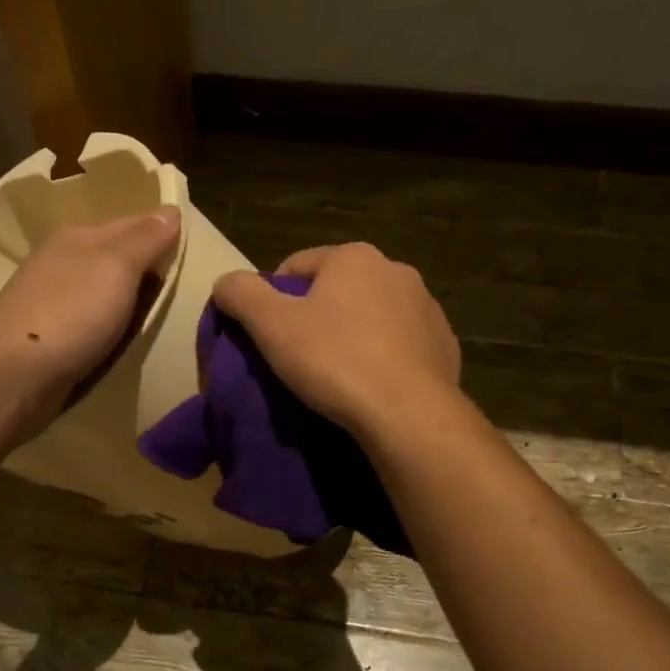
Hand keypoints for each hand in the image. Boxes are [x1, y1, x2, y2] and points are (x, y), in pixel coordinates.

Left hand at [0, 206, 180, 433]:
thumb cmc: (70, 313)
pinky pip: (93, 325)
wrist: (13, 375)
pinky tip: (126, 341)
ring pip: (104, 294)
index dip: (163, 233)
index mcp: (77, 237)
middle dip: (147, 271)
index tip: (195, 252)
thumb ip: (145, 239)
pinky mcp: (50, 339)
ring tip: (164, 318)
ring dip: (130, 304)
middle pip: (117, 260)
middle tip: (188, 290)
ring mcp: (53, 302)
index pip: (132, 223)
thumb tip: (171, 210)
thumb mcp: (116, 266)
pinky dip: (112, 330)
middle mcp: (63, 263)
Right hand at [212, 242, 461, 442]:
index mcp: (354, 257)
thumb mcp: (271, 326)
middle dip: (317, 317)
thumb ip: (241, 294)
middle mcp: (396, 271)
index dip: (273, 299)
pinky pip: (400, 345)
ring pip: (372, 316)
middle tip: (299, 358)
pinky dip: (384, 358)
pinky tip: (372, 386)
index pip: (295, 267)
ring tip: (337, 376)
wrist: (407, 413)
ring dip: (352, 335)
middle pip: (337, 290)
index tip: (268, 337)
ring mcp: (426, 308)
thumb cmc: (334, 361)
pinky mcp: (444, 345)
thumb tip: (225, 282)